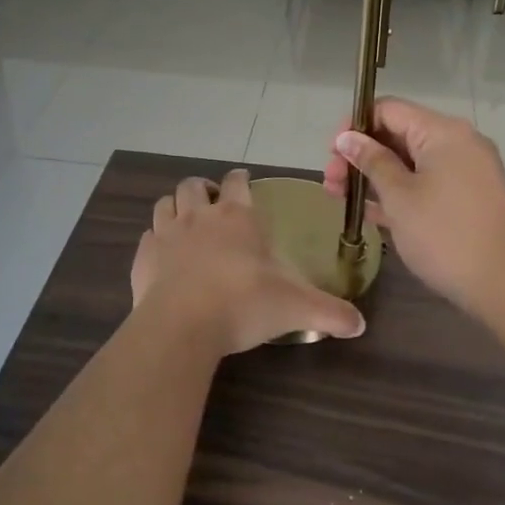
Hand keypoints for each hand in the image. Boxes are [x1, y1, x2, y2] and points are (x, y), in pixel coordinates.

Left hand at [131, 169, 367, 355]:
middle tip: (212, 200)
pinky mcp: (144, 257)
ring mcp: (167, 234)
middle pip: (194, 185)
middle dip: (203, 188)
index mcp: (237, 218)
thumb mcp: (296, 308)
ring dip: (175, 205)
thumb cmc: (243, 304)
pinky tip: (163, 254)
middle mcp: (199, 217)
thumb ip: (330, 312)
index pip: (237, 182)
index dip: (241, 178)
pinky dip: (155, 239)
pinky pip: (147, 236)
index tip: (244, 181)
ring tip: (185, 218)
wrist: (182, 324)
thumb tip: (361, 325)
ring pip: (165, 203)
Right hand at [323, 98, 504, 316]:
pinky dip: (400, 192)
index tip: (332, 155)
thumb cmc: (445, 235)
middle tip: (331, 185)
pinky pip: (426, 182)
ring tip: (342, 200)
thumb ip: (372, 162)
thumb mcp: (399, 197)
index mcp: (442, 132)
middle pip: (398, 135)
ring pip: (410, 162)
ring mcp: (466, 171)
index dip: (355, 126)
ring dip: (376, 176)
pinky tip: (371, 212)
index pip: (389, 109)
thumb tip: (348, 137)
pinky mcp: (469, 197)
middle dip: (361, 155)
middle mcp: (458, 142)